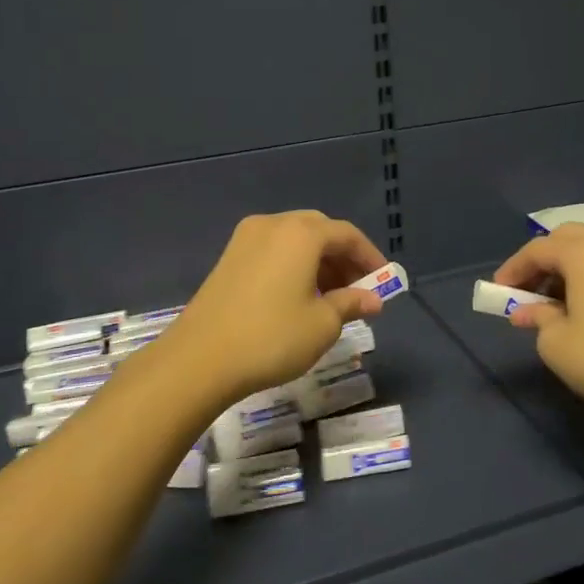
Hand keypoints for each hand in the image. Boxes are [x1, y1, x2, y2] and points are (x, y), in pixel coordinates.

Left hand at [155, 211, 387, 411]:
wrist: (199, 359)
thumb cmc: (272, 337)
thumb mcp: (323, 324)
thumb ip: (352, 303)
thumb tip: (373, 299)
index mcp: (301, 233)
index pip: (347, 235)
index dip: (370, 257)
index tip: (384, 282)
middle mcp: (273, 224)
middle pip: (320, 231)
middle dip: (343, 258)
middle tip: (358, 290)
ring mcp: (246, 239)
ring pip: (295, 241)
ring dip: (319, 263)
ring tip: (332, 298)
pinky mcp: (229, 258)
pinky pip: (274, 251)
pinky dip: (294, 266)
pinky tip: (300, 297)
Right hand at [492, 223, 583, 424]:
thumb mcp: (556, 343)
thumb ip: (537, 317)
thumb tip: (529, 311)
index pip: (537, 250)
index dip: (513, 269)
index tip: (498, 292)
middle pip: (566, 239)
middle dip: (542, 261)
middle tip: (526, 291)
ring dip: (567, 266)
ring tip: (553, 300)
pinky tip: (583, 303)